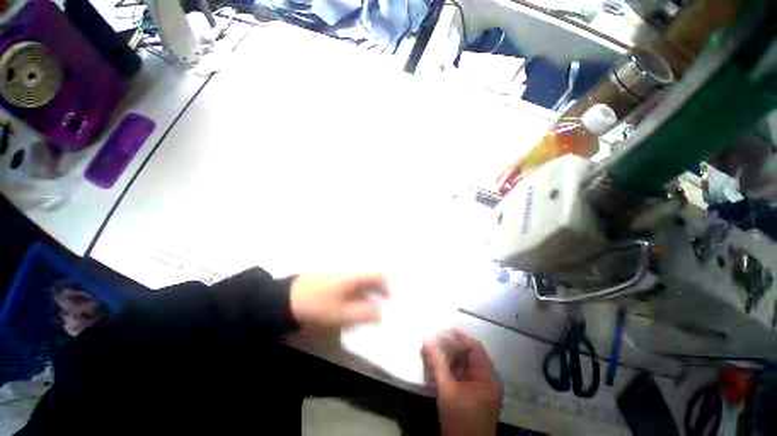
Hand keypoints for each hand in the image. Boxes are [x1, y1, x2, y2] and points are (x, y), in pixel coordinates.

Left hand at [290, 273, 388, 328]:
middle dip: (379, 291)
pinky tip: (354, 305)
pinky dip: (358, 294)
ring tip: (369, 309)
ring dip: (369, 293)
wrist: (289, 298)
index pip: (379, 275)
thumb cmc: (318, 305)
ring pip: (362, 282)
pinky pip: (353, 285)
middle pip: (371, 278)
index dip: (387, 286)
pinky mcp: (335, 280)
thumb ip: (364, 313)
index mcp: (355, 276)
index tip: (389, 300)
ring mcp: (342, 275)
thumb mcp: (342, 314)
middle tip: (381, 307)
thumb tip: (382, 312)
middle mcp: (351, 272)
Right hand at [423, 330, 501, 435]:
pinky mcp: (476, 395)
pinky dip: (454, 367)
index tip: (442, 330)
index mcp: (487, 378)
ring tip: (437, 348)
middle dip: (454, 345)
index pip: (475, 348)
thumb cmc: (459, 421)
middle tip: (437, 338)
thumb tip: (426, 341)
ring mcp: (483, 388)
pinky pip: (465, 374)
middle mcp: (489, 380)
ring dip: (453, 355)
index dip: (459, 337)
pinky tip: (442, 364)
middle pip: (472, 354)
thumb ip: (436, 364)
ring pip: (468, 364)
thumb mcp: (446, 390)